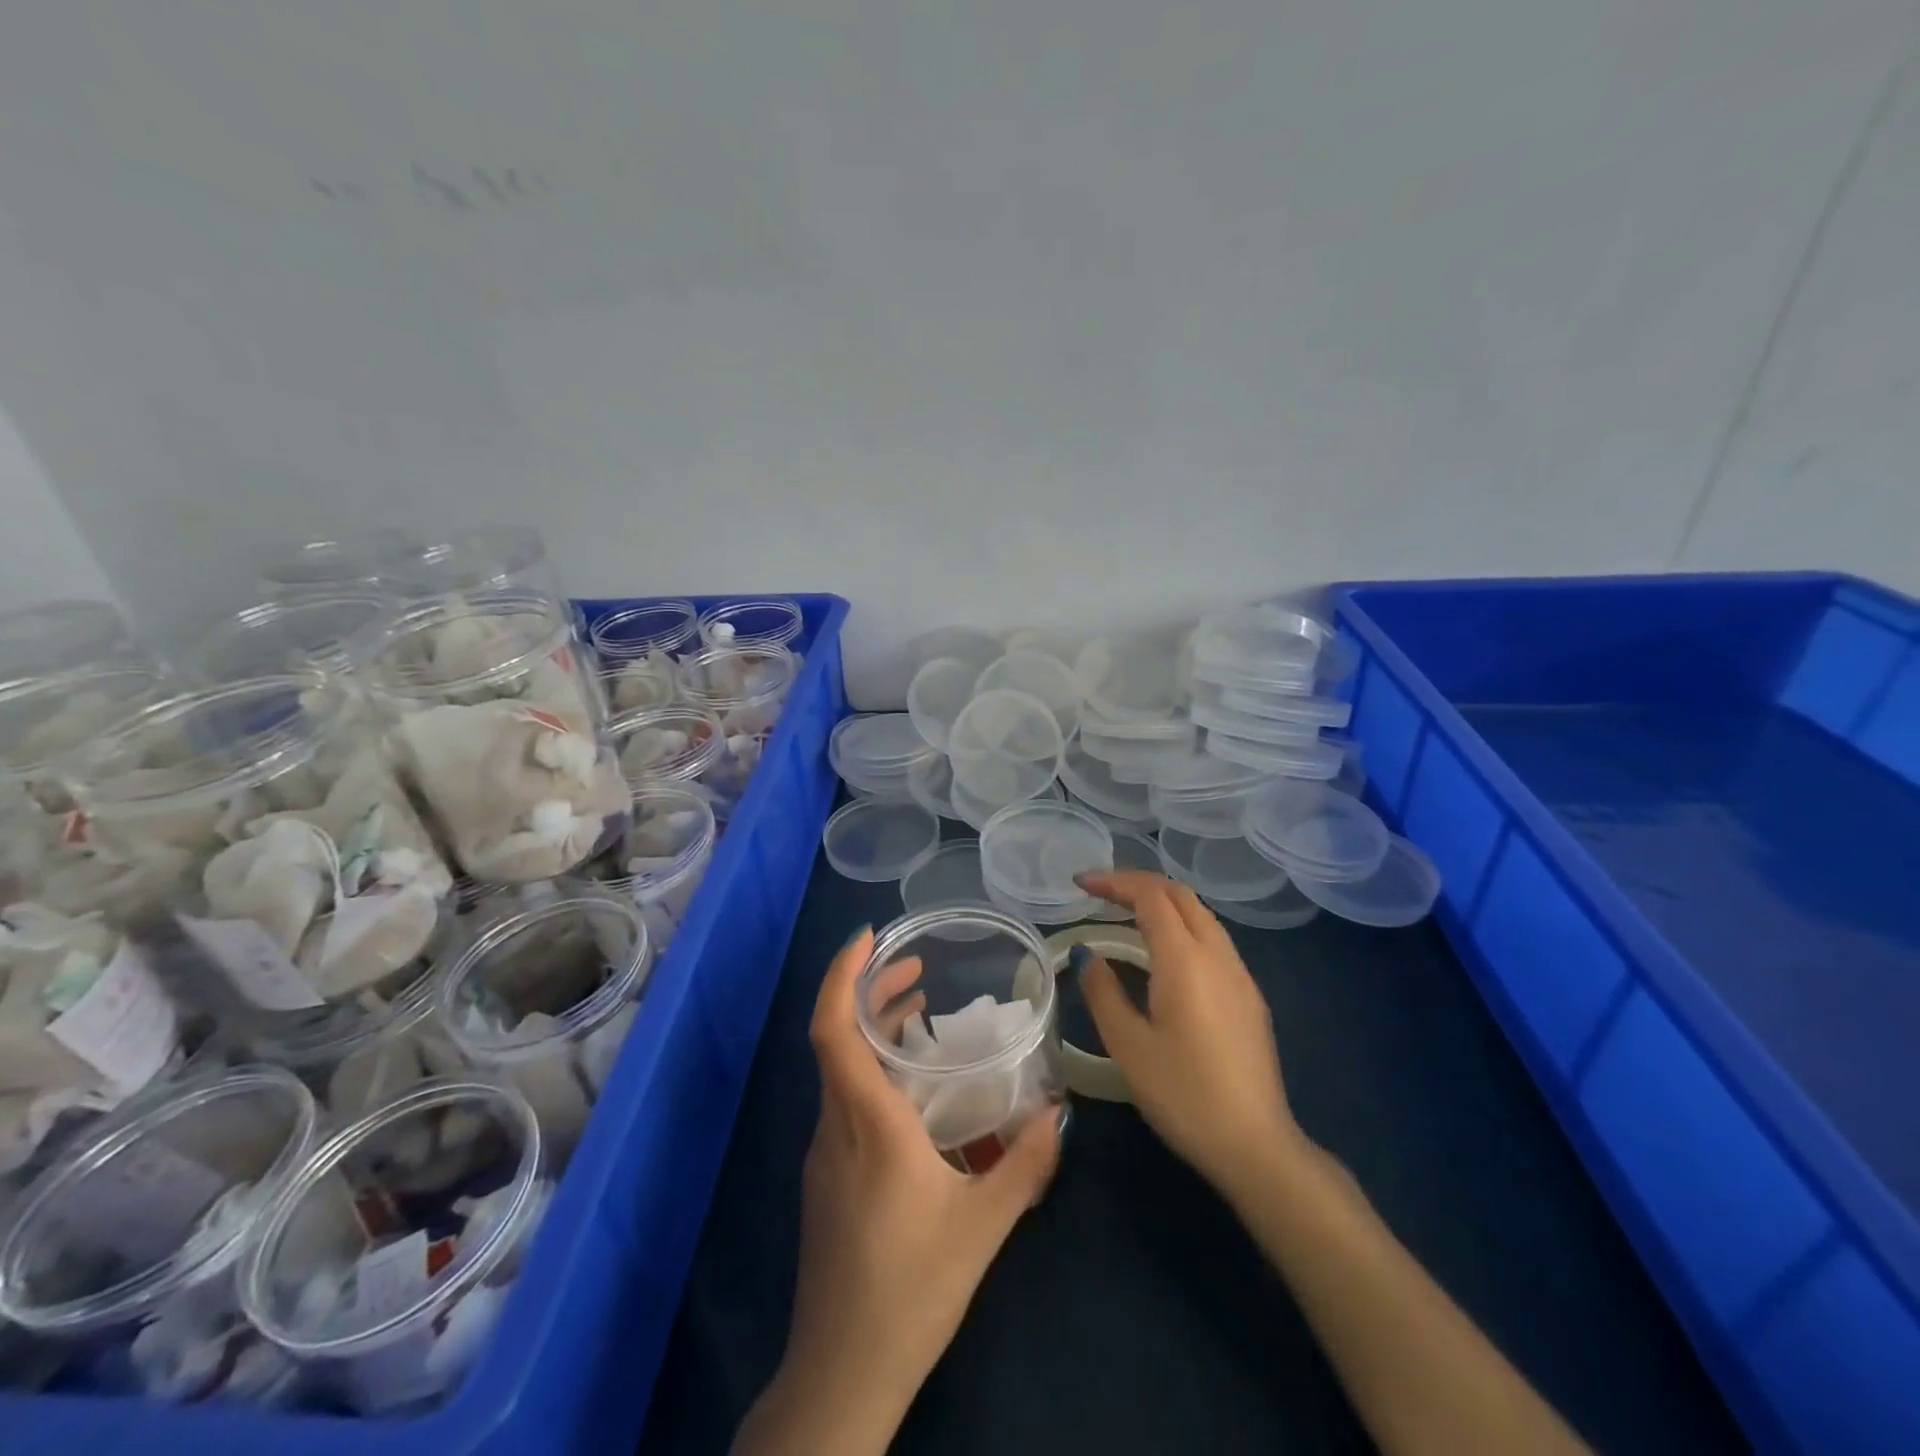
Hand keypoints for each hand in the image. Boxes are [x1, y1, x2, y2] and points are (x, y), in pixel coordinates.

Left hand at [733, 926, 1060, 1454]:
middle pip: (837, 1036)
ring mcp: (826, 1150)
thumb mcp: (983, 1225)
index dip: (842, 975)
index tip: (869, 937)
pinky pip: (846, 1097)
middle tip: (916, 967)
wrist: (842, 1372)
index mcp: (867, 1122)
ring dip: (874, 1029)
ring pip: (841, 1067)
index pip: (832, 1028)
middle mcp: (836, 1124)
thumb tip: (1059, 1112)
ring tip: (920, 1010)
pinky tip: (915, 1086)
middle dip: (870, 990)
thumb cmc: (911, 1290)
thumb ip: (1026, 1163)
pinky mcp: (828, 1174)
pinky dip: (874, 1067)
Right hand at [1074, 870, 1309, 1197]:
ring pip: (1201, 915)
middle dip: (1138, 884)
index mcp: (1186, 960)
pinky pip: (1213, 940)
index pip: (1151, 895)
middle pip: (1180, 895)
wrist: (1256, 1146)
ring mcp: (1240, 975)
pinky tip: (1162, 954)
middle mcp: (1218, 955)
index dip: (1114, 881)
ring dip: (1163, 903)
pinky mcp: (1250, 996)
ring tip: (1125, 916)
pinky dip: (1181, 926)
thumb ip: (1103, 992)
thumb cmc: (1184, 1095)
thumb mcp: (1128, 1046)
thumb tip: (1087, 954)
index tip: (1080, 884)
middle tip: (1100, 894)